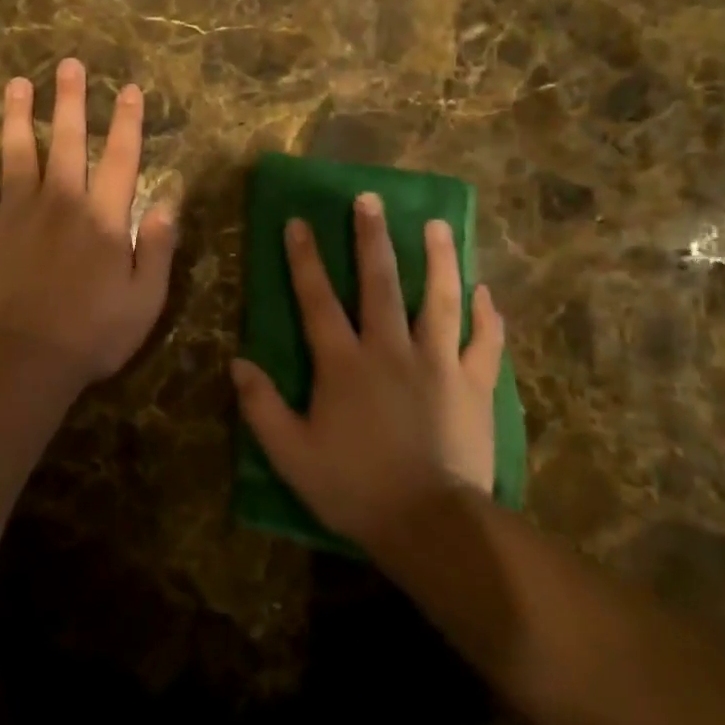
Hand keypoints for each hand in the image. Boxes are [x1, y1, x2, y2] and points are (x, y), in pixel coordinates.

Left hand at [0, 59, 177, 389]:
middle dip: (70, 100)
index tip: (128, 89)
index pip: (120, 158)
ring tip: (17, 84)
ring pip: (17, 152)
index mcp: (102, 217)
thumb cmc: (92, 334)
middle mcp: (60, 202)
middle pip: (68, 141)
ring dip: (18, 116)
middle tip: (68, 64)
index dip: (127, 121)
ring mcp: (14, 213)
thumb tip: (168, 200)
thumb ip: (157, 246)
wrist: (22, 360)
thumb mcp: (145, 299)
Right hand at [232, 193, 503, 552]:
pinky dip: (487, 315)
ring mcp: (439, 364)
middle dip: (372, 238)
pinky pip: (485, 341)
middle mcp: (391, 349)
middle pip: (380, 282)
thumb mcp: (292, 454)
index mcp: (344, 363)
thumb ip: (262, 407)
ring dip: (438, 259)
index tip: (298, 222)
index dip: (305, 259)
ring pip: (439, 299)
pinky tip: (485, 291)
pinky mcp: (474, 385)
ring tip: (437, 224)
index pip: (318, 299)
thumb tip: (237, 362)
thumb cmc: (354, 488)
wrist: (430, 524)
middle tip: (369, 199)